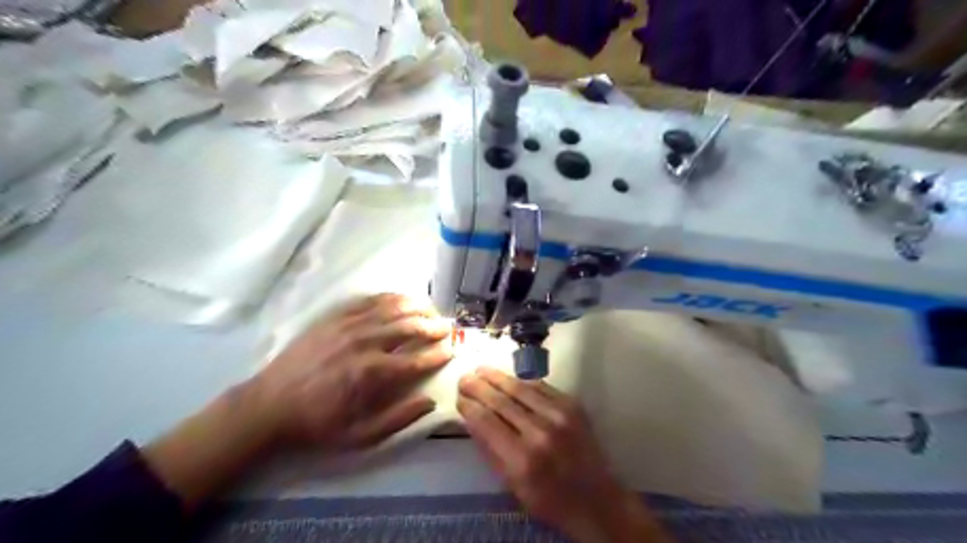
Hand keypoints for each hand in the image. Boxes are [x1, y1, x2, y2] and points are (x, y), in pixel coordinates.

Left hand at [254, 296, 455, 450]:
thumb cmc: (317, 424)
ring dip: (418, 307)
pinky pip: (370, 300)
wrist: (269, 405)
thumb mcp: (359, 437)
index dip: (439, 354)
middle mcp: (365, 342)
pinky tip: (402, 301)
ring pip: (393, 307)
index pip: (417, 359)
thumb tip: (430, 402)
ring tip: (431, 311)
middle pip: (410, 327)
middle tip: (447, 328)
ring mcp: (349, 325)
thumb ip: (398, 420)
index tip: (452, 351)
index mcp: (372, 373)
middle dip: (434, 327)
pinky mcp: (335, 317)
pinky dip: (391, 298)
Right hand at [458, 367, 668, 539]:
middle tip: (464, 377)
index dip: (469, 406)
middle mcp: (539, 432)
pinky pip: (540, 387)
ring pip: (519, 388)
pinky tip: (508, 378)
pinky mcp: (572, 405)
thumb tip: (471, 418)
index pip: (486, 421)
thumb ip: (489, 450)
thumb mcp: (512, 485)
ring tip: (481, 369)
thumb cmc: (549, 499)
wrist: (596, 498)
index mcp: (521, 459)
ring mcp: (559, 415)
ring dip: (497, 377)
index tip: (459, 398)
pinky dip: (521, 382)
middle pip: (500, 400)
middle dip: (478, 386)